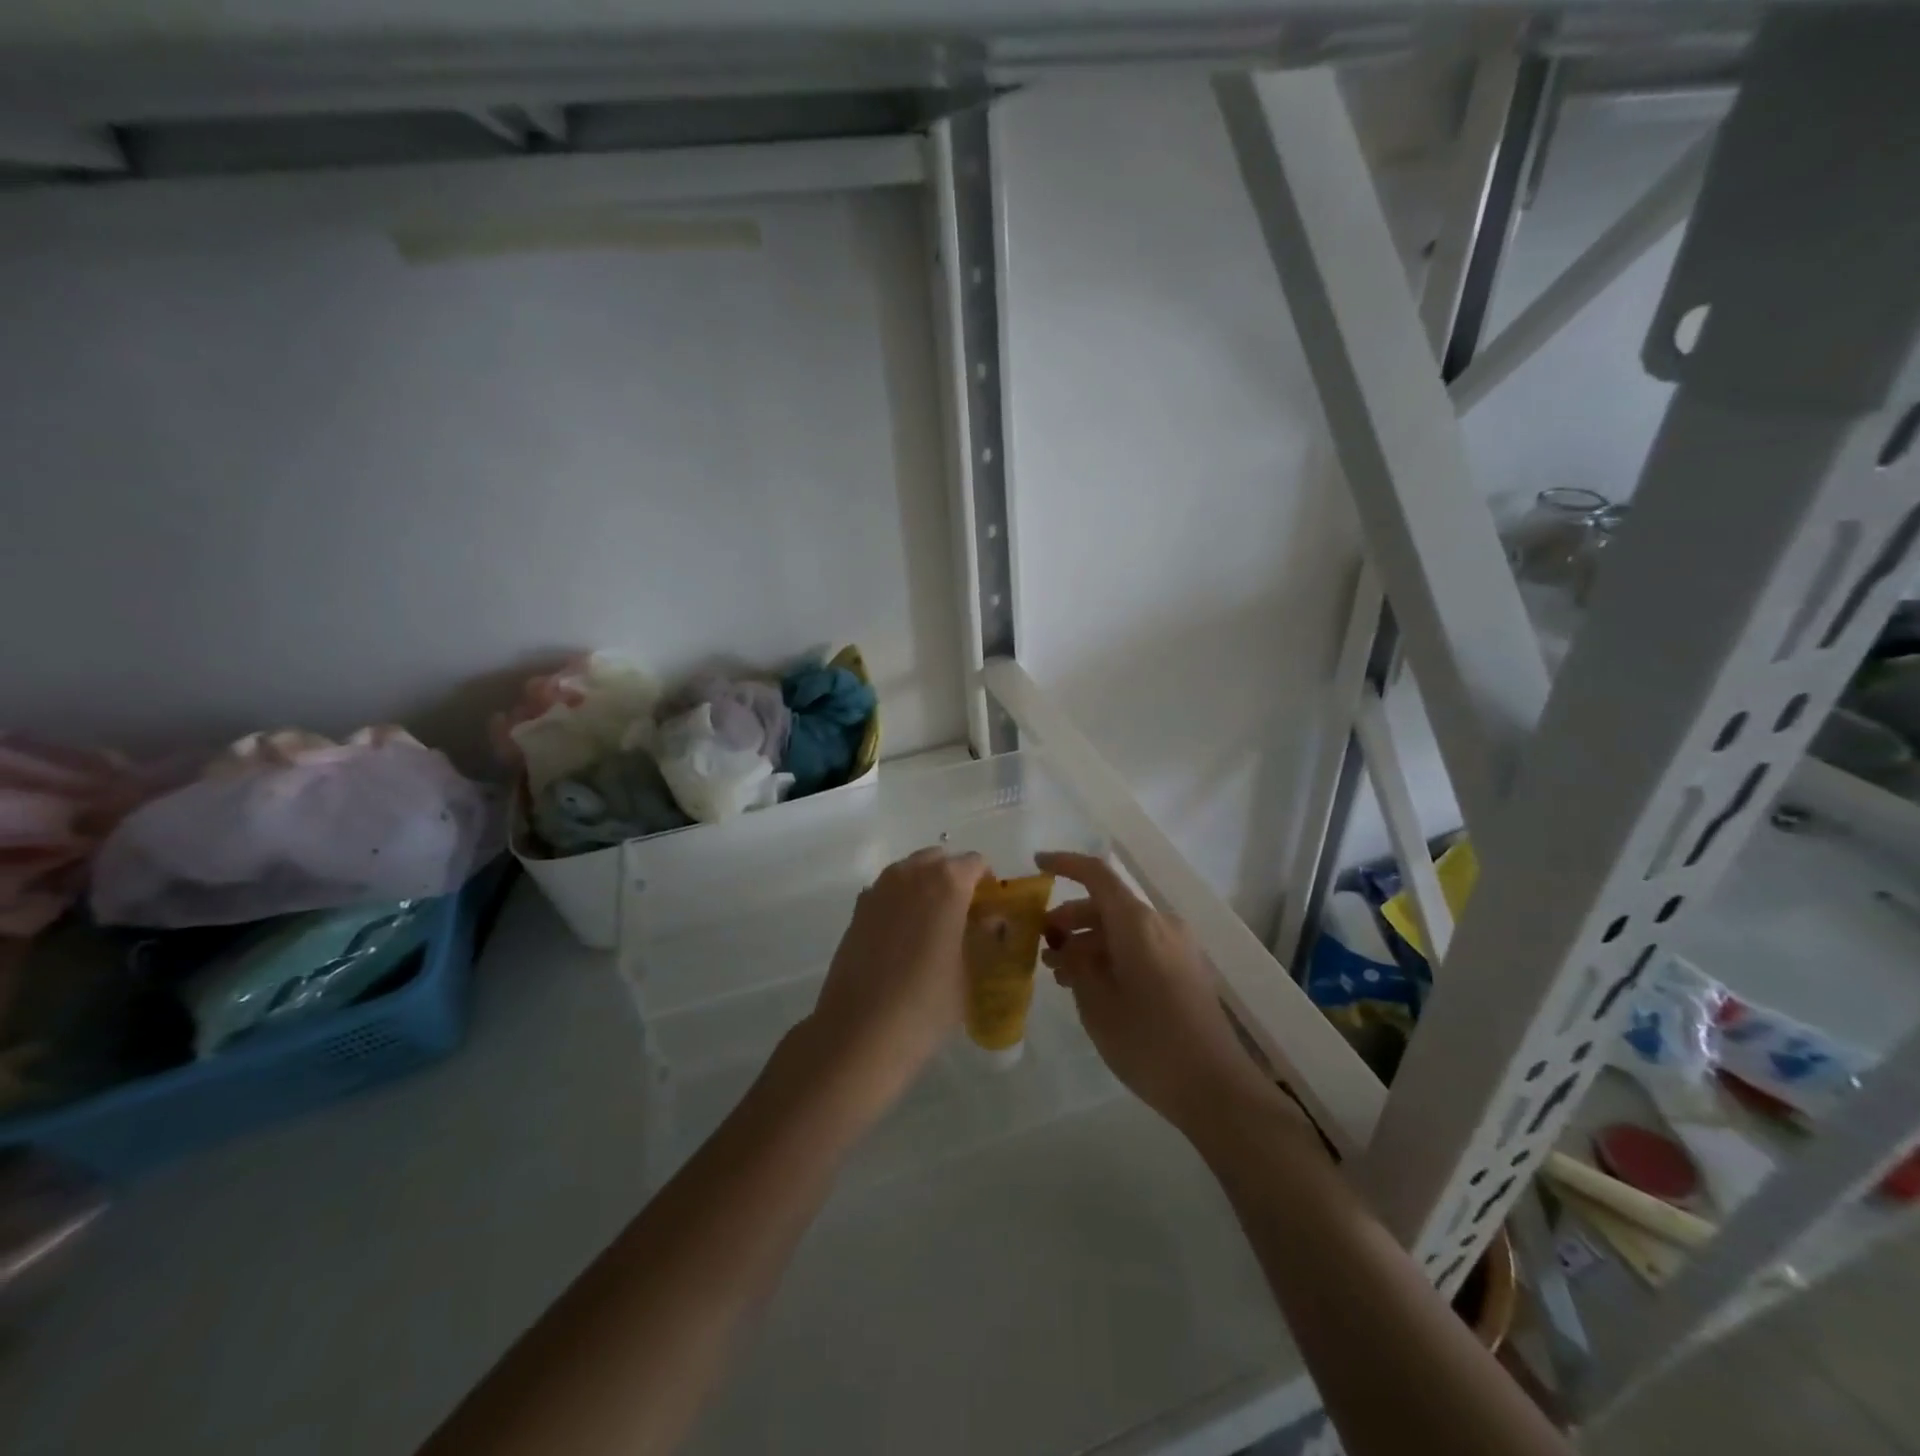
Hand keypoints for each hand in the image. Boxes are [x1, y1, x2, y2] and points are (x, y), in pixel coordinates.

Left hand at [805, 847, 990, 1115]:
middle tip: (963, 916)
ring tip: (933, 926)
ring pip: (911, 871)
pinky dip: (901, 902)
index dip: (987, 883)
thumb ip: (981, 937)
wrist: (860, 1031)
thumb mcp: (969, 972)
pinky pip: (888, 891)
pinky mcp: (858, 909)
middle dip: (954, 879)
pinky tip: (903, 938)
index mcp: (947, 882)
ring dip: (926, 887)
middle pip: (940, 860)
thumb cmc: (926, 1004)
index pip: (976, 863)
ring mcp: (879, 888)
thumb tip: (989, 920)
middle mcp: (911, 874)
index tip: (990, 911)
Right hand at [1036, 851, 1280, 1135]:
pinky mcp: (1186, 968)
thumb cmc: (1147, 1042)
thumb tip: (1067, 946)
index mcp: (1137, 923)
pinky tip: (1092, 986)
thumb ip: (1076, 964)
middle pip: (1107, 904)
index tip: (1037, 864)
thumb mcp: (1096, 1004)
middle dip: (1070, 919)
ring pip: (1122, 928)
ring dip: (1089, 941)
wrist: (1216, 1087)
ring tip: (1061, 974)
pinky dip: (1112, 954)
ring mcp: (1178, 946)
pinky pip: (1140, 946)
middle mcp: (1160, 924)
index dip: (1065, 864)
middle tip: (1041, 946)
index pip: (1097, 875)